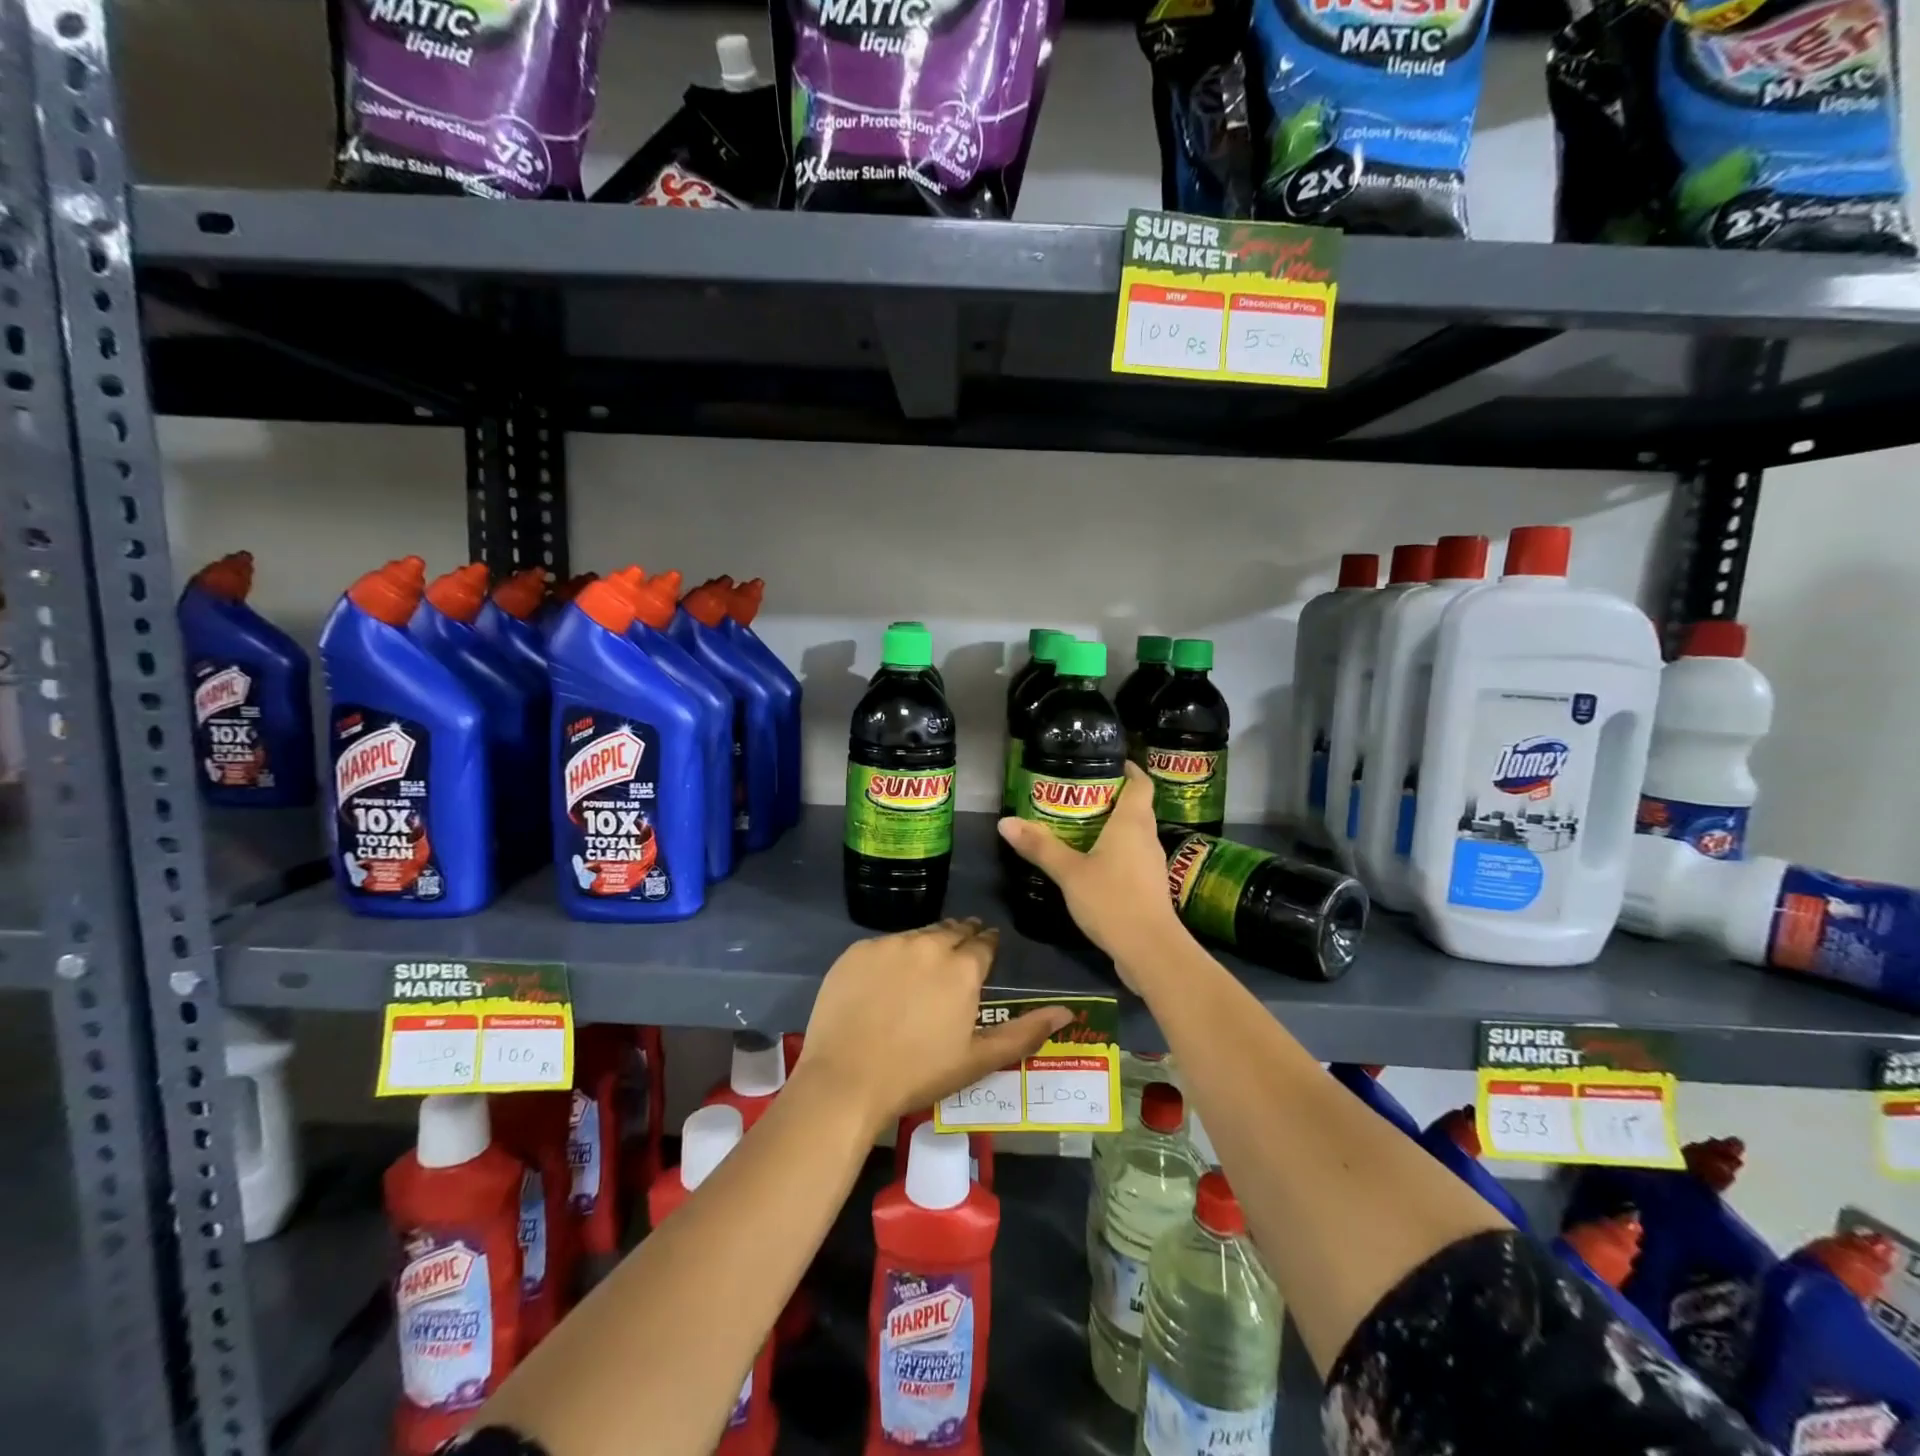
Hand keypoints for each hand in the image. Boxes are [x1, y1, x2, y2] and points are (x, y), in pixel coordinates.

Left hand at [796, 919, 1070, 1133]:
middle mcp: (929, 944)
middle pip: (952, 930)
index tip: (987, 951)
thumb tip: (1068, 1013)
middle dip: (962, 937)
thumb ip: (1025, 1032)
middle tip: (960, 954)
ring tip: (925, 965)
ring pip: (919, 934)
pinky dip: (893, 955)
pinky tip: (888, 978)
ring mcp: (890, 944)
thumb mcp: (978, 1059)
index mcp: (963, 967)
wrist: (845, 1079)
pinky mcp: (857, 950)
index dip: (988, 945)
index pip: (984, 942)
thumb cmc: (919, 1073)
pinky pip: (884, 944)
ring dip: (928, 944)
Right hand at [996, 761, 1186, 988]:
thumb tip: (1005, 822)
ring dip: (1112, 826)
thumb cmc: (1112, 900)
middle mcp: (1147, 837)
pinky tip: (1092, 862)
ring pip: (1134, 833)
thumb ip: (1039, 846)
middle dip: (1111, 796)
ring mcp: (1151, 864)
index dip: (1128, 769)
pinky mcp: (1149, 887)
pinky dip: (1115, 851)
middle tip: (1077, 794)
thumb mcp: (1069, 872)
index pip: (1140, 783)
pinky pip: (1132, 856)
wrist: (1150, 951)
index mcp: (1132, 823)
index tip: (1106, 762)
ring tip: (1079, 825)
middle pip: (1136, 806)